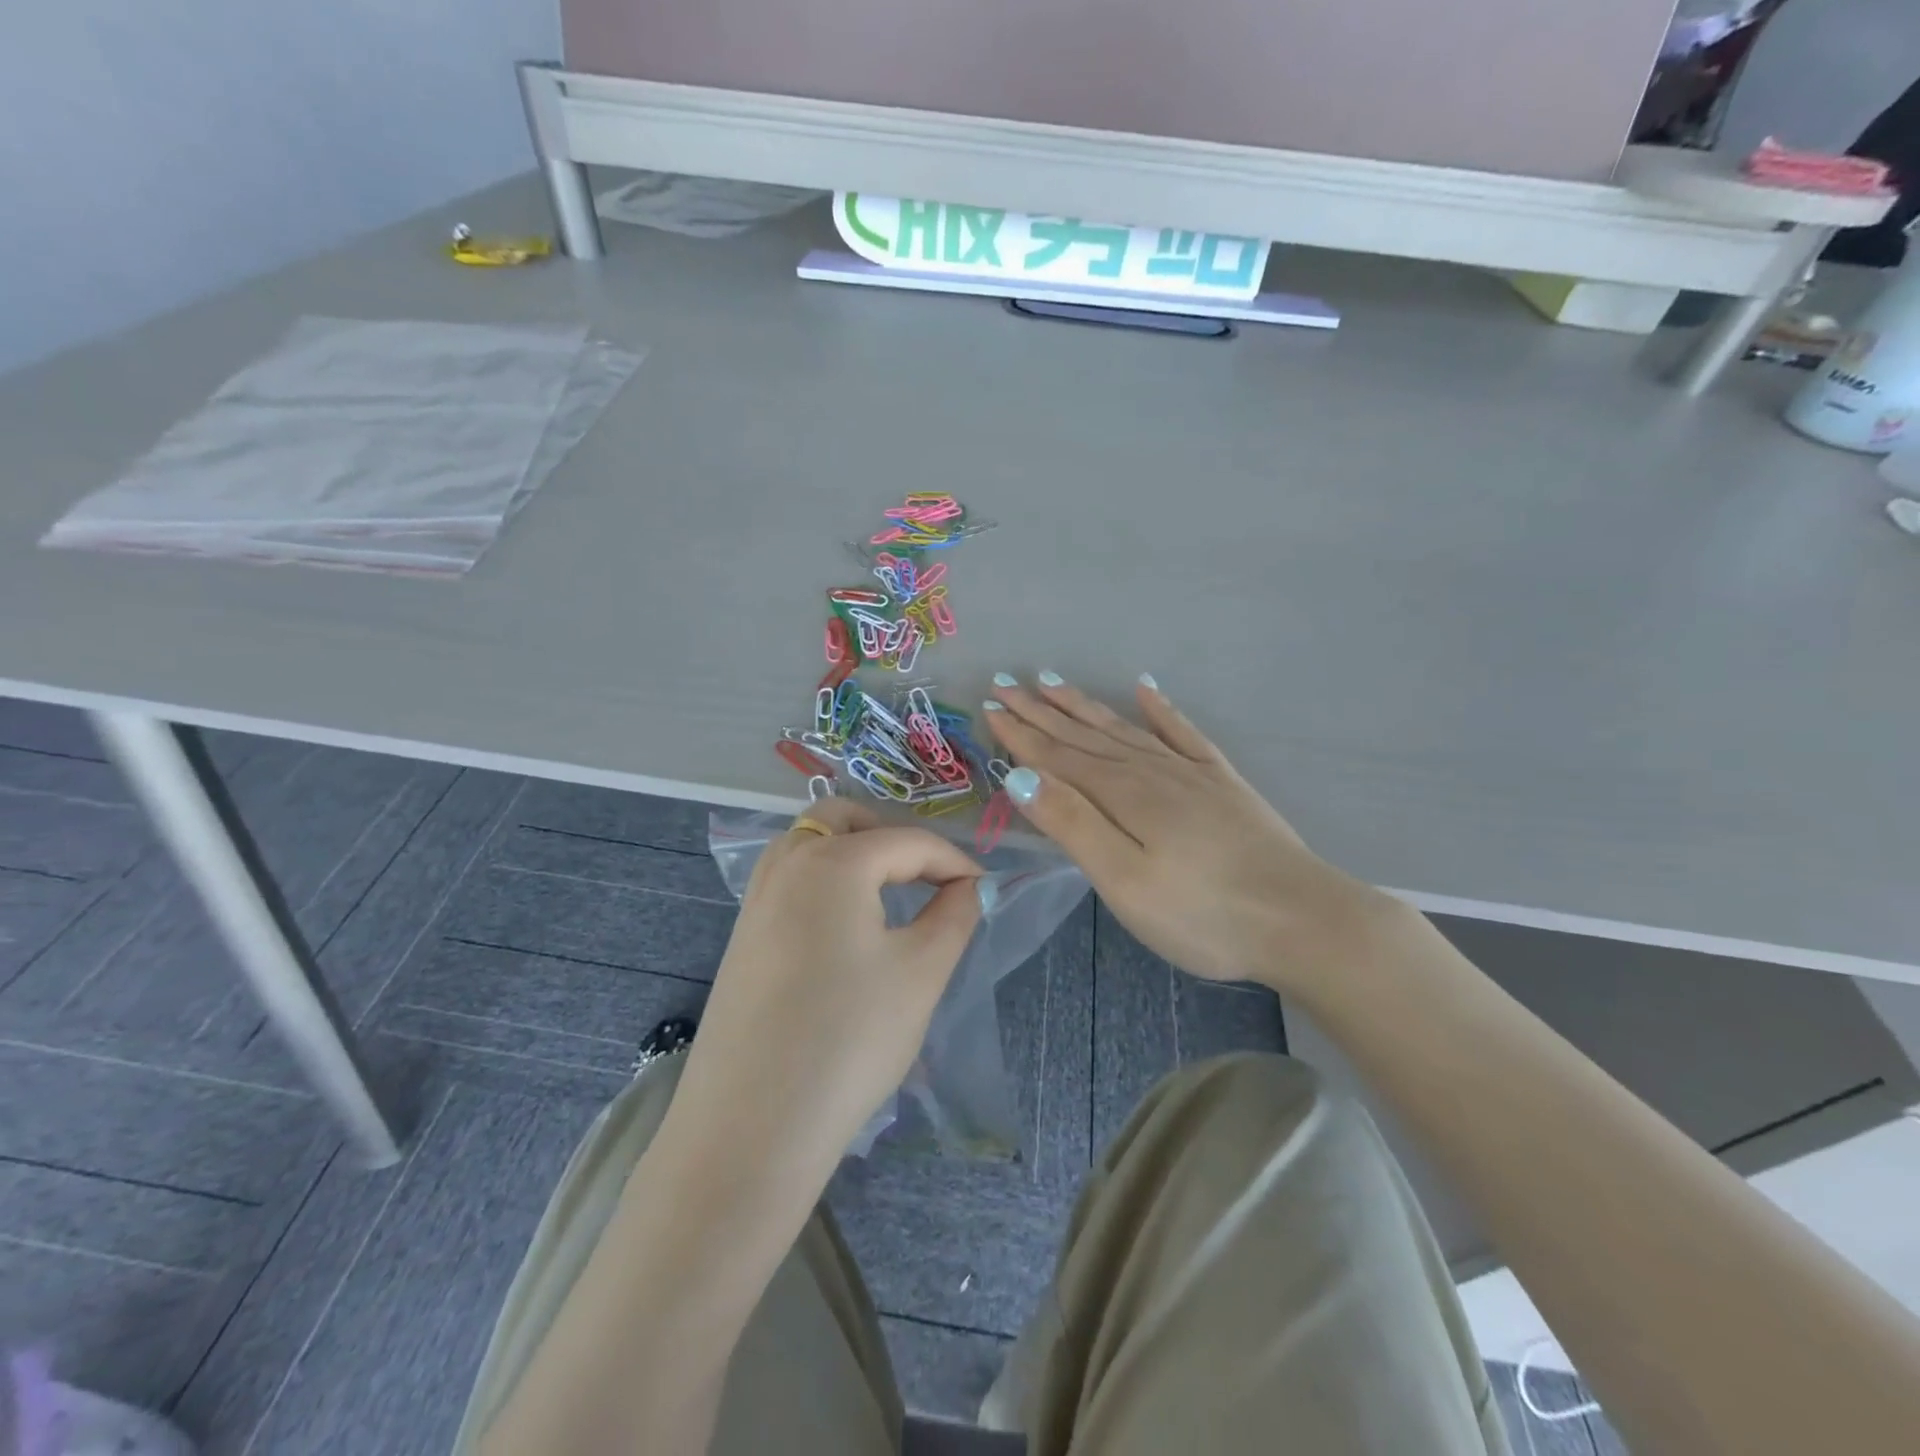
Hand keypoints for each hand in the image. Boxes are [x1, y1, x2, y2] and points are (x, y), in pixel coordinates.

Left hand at [666, 799, 984, 1181]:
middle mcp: (786, 863)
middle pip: (845, 817)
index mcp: (833, 860)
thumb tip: (967, 887)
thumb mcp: (921, 972)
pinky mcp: (742, 935)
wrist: (750, 1127)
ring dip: (854, 852)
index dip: (955, 862)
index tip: (985, 890)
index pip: (909, 842)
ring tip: (889, 896)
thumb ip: (954, 914)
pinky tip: (846, 929)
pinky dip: (825, 879)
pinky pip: (790, 879)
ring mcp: (755, 898)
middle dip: (893, 836)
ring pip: (810, 842)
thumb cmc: (849, 1038)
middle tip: (928, 878)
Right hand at [982, 674, 1391, 996]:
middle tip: (1008, 682)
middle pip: (1084, 735)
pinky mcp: (1221, 782)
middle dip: (1042, 710)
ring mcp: (1189, 772)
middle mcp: (1150, 770)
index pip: (1057, 755)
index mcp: (1122, 794)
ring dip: (1085, 705)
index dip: (1020, 732)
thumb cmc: (1201, 913)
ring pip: (1123, 728)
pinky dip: (1160, 709)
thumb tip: (1019, 775)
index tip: (991, 704)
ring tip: (1054, 681)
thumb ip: (1072, 823)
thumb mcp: (1123, 880)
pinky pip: (1183, 733)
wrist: (1300, 920)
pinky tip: (1146, 688)